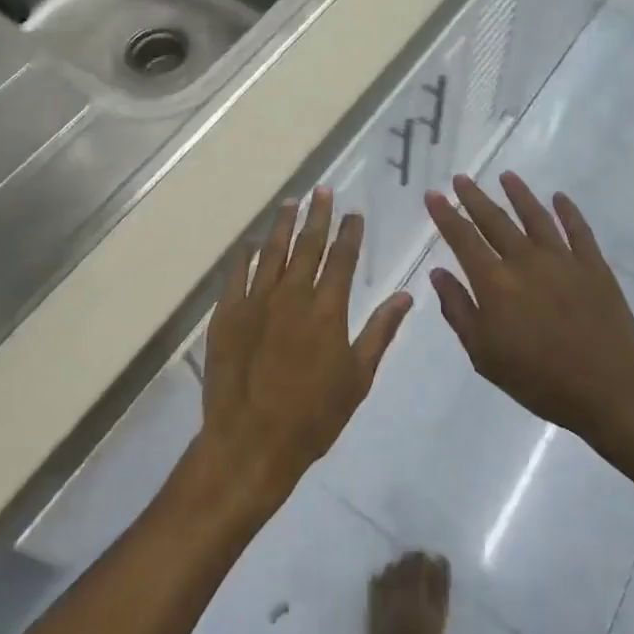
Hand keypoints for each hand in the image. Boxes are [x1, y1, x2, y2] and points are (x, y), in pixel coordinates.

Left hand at [196, 188, 412, 513]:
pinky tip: (251, 243)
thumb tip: (405, 295)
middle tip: (322, 191)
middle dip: (318, 215)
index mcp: (327, 308)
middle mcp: (292, 294)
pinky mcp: (228, 314)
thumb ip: (380, 332)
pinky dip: (246, 255)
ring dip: (283, 225)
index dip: (350, 233)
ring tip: (291, 202)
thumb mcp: (358, 378)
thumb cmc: (313, 416)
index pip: (343, 258)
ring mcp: (256, 301)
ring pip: (272, 251)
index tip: (354, 213)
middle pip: (308, 244)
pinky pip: (237, 274)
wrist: (251, 442)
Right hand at [425, 173, 633, 442]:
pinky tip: (559, 197)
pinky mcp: (594, 265)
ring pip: (535, 216)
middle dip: (474, 197)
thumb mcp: (484, 355)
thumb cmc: (539, 380)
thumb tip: (438, 273)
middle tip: (461, 177)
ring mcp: (562, 259)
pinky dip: (568, 210)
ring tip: (506, 176)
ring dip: (518, 193)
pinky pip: (578, 229)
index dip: (446, 215)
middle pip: (495, 220)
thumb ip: (458, 310)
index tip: (433, 194)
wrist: (610, 391)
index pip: (463, 238)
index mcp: (495, 283)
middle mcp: (525, 260)